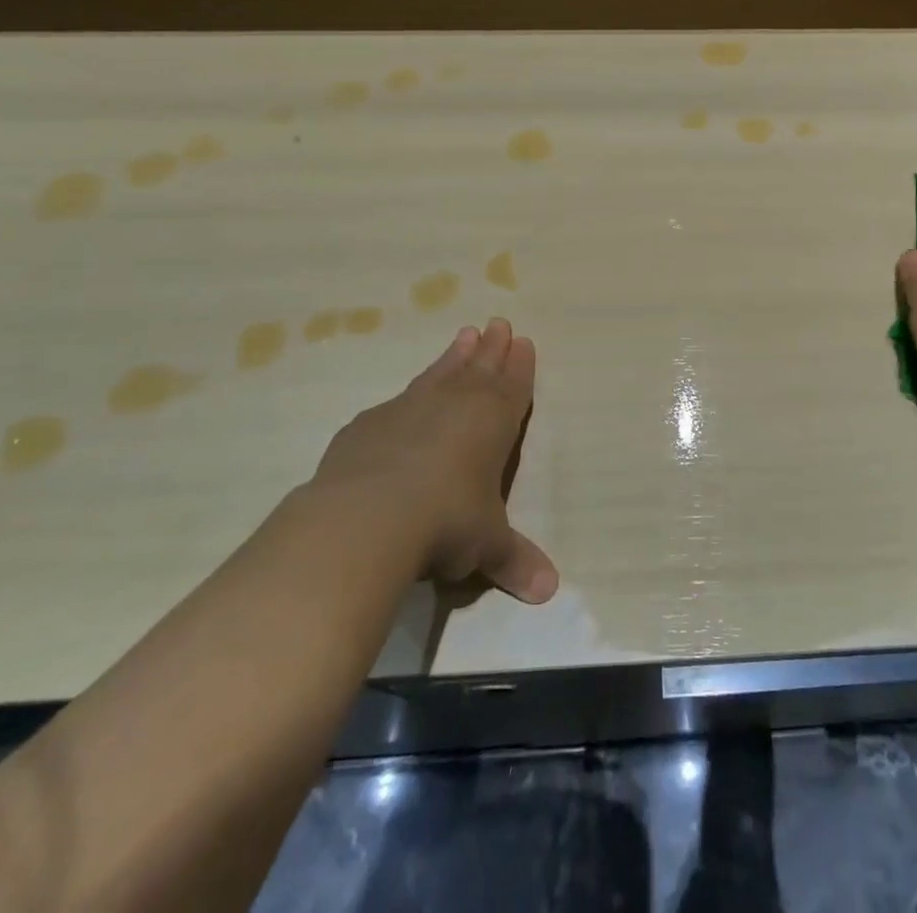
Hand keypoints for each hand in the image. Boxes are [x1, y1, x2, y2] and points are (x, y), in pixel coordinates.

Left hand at [311, 319, 558, 603]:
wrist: (367, 518)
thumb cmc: (447, 522)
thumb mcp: (487, 546)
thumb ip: (514, 561)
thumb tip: (549, 591)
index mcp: (493, 421)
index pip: (513, 386)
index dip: (520, 365)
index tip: (523, 341)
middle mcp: (455, 404)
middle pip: (479, 368)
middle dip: (492, 348)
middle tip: (498, 324)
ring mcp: (409, 408)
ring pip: (440, 373)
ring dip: (455, 355)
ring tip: (465, 334)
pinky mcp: (369, 424)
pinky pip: (399, 401)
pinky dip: (411, 395)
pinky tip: (406, 399)